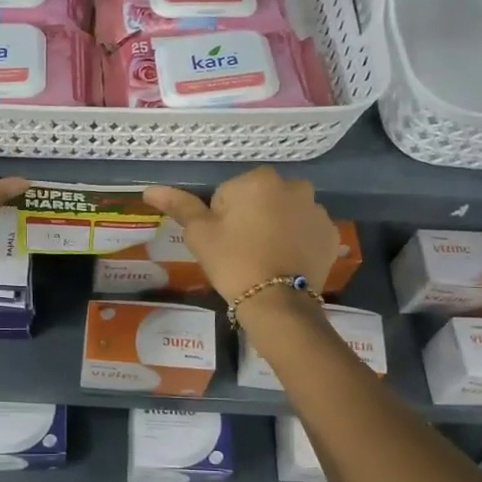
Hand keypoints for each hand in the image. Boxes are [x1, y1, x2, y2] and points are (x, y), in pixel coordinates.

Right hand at [144, 169, 339, 303]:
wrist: (278, 302)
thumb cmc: (233, 262)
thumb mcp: (200, 234)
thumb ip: (179, 206)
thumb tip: (149, 189)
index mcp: (259, 179)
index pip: (229, 194)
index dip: (221, 219)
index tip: (223, 243)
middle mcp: (294, 186)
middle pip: (260, 200)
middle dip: (252, 218)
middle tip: (242, 252)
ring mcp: (317, 210)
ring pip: (286, 214)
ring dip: (276, 228)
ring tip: (266, 259)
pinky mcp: (332, 234)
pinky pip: (307, 232)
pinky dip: (297, 242)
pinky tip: (286, 263)